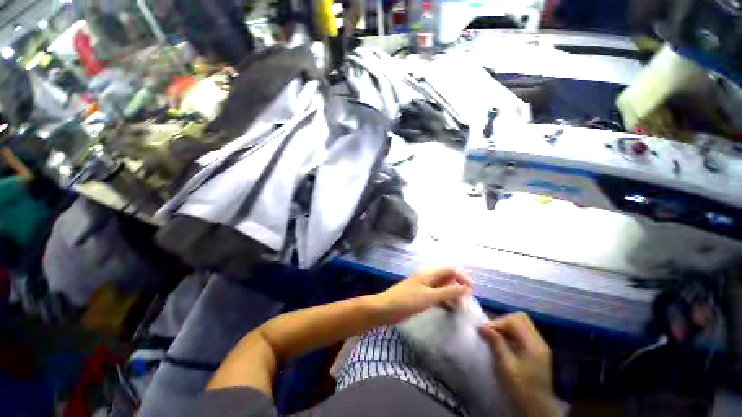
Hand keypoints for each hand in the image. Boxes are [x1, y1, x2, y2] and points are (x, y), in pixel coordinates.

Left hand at [373, 268, 471, 323]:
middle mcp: (428, 277)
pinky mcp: (421, 296)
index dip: (462, 276)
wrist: (387, 308)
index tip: (472, 290)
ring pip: (443, 287)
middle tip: (467, 301)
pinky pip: (437, 295)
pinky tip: (450, 309)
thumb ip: (449, 292)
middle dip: (458, 286)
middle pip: (447, 277)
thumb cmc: (408, 300)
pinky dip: (444, 300)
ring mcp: (424, 287)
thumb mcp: (430, 296)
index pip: (450, 269)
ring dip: (452, 294)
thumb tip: (467, 288)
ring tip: (461, 307)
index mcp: (429, 273)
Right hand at [479, 313, 560, 416]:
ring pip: (522, 324)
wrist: (537, 409)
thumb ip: (496, 343)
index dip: (498, 322)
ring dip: (506, 327)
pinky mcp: (536, 351)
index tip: (484, 330)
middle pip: (520, 318)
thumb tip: (481, 326)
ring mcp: (539, 346)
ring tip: (495, 337)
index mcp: (534, 344)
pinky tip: (504, 343)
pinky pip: (522, 333)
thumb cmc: (521, 388)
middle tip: (491, 331)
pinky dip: (511, 333)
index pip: (515, 320)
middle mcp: (539, 341)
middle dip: (503, 321)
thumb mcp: (506, 366)